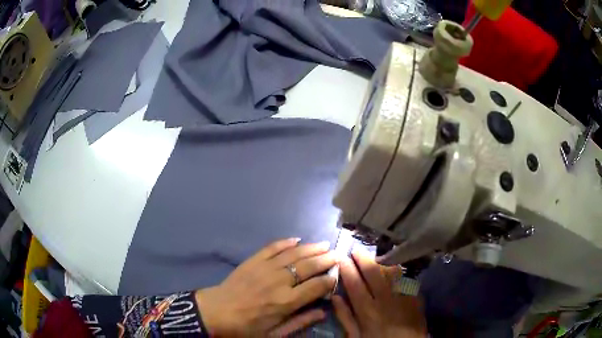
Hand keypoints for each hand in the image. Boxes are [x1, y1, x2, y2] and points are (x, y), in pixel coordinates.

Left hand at [195, 238, 336, 335]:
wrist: (215, 313)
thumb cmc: (246, 328)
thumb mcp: (274, 334)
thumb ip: (300, 322)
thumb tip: (323, 312)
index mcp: (285, 302)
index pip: (316, 286)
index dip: (329, 280)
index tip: (337, 276)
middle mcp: (279, 282)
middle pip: (308, 266)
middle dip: (326, 260)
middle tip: (338, 254)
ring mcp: (265, 268)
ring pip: (294, 254)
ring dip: (311, 248)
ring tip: (324, 244)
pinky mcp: (253, 261)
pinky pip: (272, 248)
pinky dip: (285, 242)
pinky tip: (296, 239)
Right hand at [333, 251, 426, 337]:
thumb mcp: (356, 335)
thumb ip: (345, 317)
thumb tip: (335, 297)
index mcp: (367, 310)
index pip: (354, 283)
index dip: (347, 269)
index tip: (341, 258)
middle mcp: (385, 298)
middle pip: (373, 272)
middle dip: (363, 258)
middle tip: (356, 249)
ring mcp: (403, 295)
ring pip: (391, 271)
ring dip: (382, 262)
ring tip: (375, 257)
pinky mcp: (415, 295)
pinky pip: (405, 278)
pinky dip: (397, 272)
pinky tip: (394, 269)